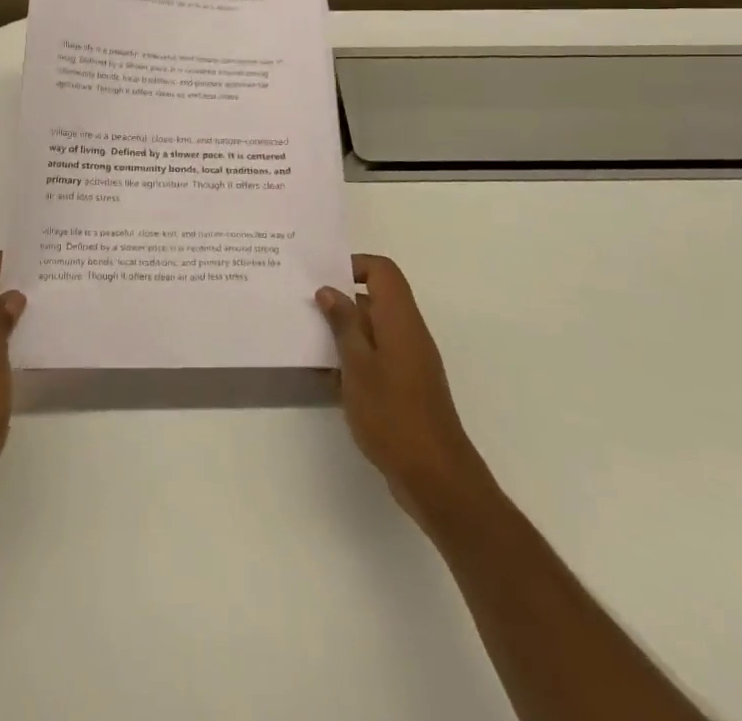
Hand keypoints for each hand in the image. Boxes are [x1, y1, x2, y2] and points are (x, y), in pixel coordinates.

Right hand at [317, 254, 491, 530]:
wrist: (436, 476)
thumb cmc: (393, 414)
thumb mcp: (358, 366)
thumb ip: (344, 324)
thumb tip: (330, 290)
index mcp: (400, 319)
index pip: (382, 271)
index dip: (353, 265)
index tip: (322, 276)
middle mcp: (408, 332)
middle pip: (376, 297)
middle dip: (341, 298)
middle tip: (305, 305)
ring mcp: (410, 360)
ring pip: (374, 328)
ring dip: (345, 330)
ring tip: (309, 339)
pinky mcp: (406, 385)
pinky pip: (377, 355)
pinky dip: (354, 357)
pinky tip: (328, 375)